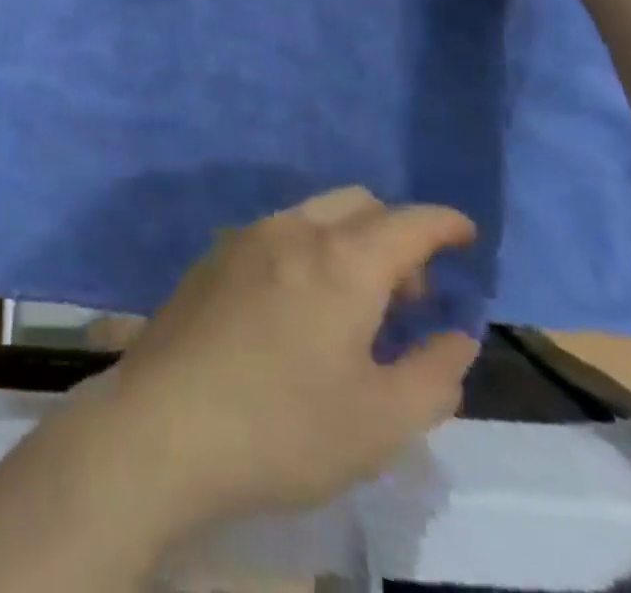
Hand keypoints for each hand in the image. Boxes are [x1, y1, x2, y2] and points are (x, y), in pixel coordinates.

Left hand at [92, 188, 478, 529]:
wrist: (165, 420)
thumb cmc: (285, 427)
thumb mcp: (381, 422)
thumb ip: (433, 374)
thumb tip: (456, 336)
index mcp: (340, 260)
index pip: (406, 223)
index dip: (443, 223)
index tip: (466, 233)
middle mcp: (290, 230)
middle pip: (356, 204)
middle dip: (394, 234)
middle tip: (411, 294)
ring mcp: (243, 237)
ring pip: (312, 215)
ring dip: (348, 241)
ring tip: (358, 307)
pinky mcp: (212, 256)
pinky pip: (276, 233)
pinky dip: (308, 250)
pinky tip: (301, 306)